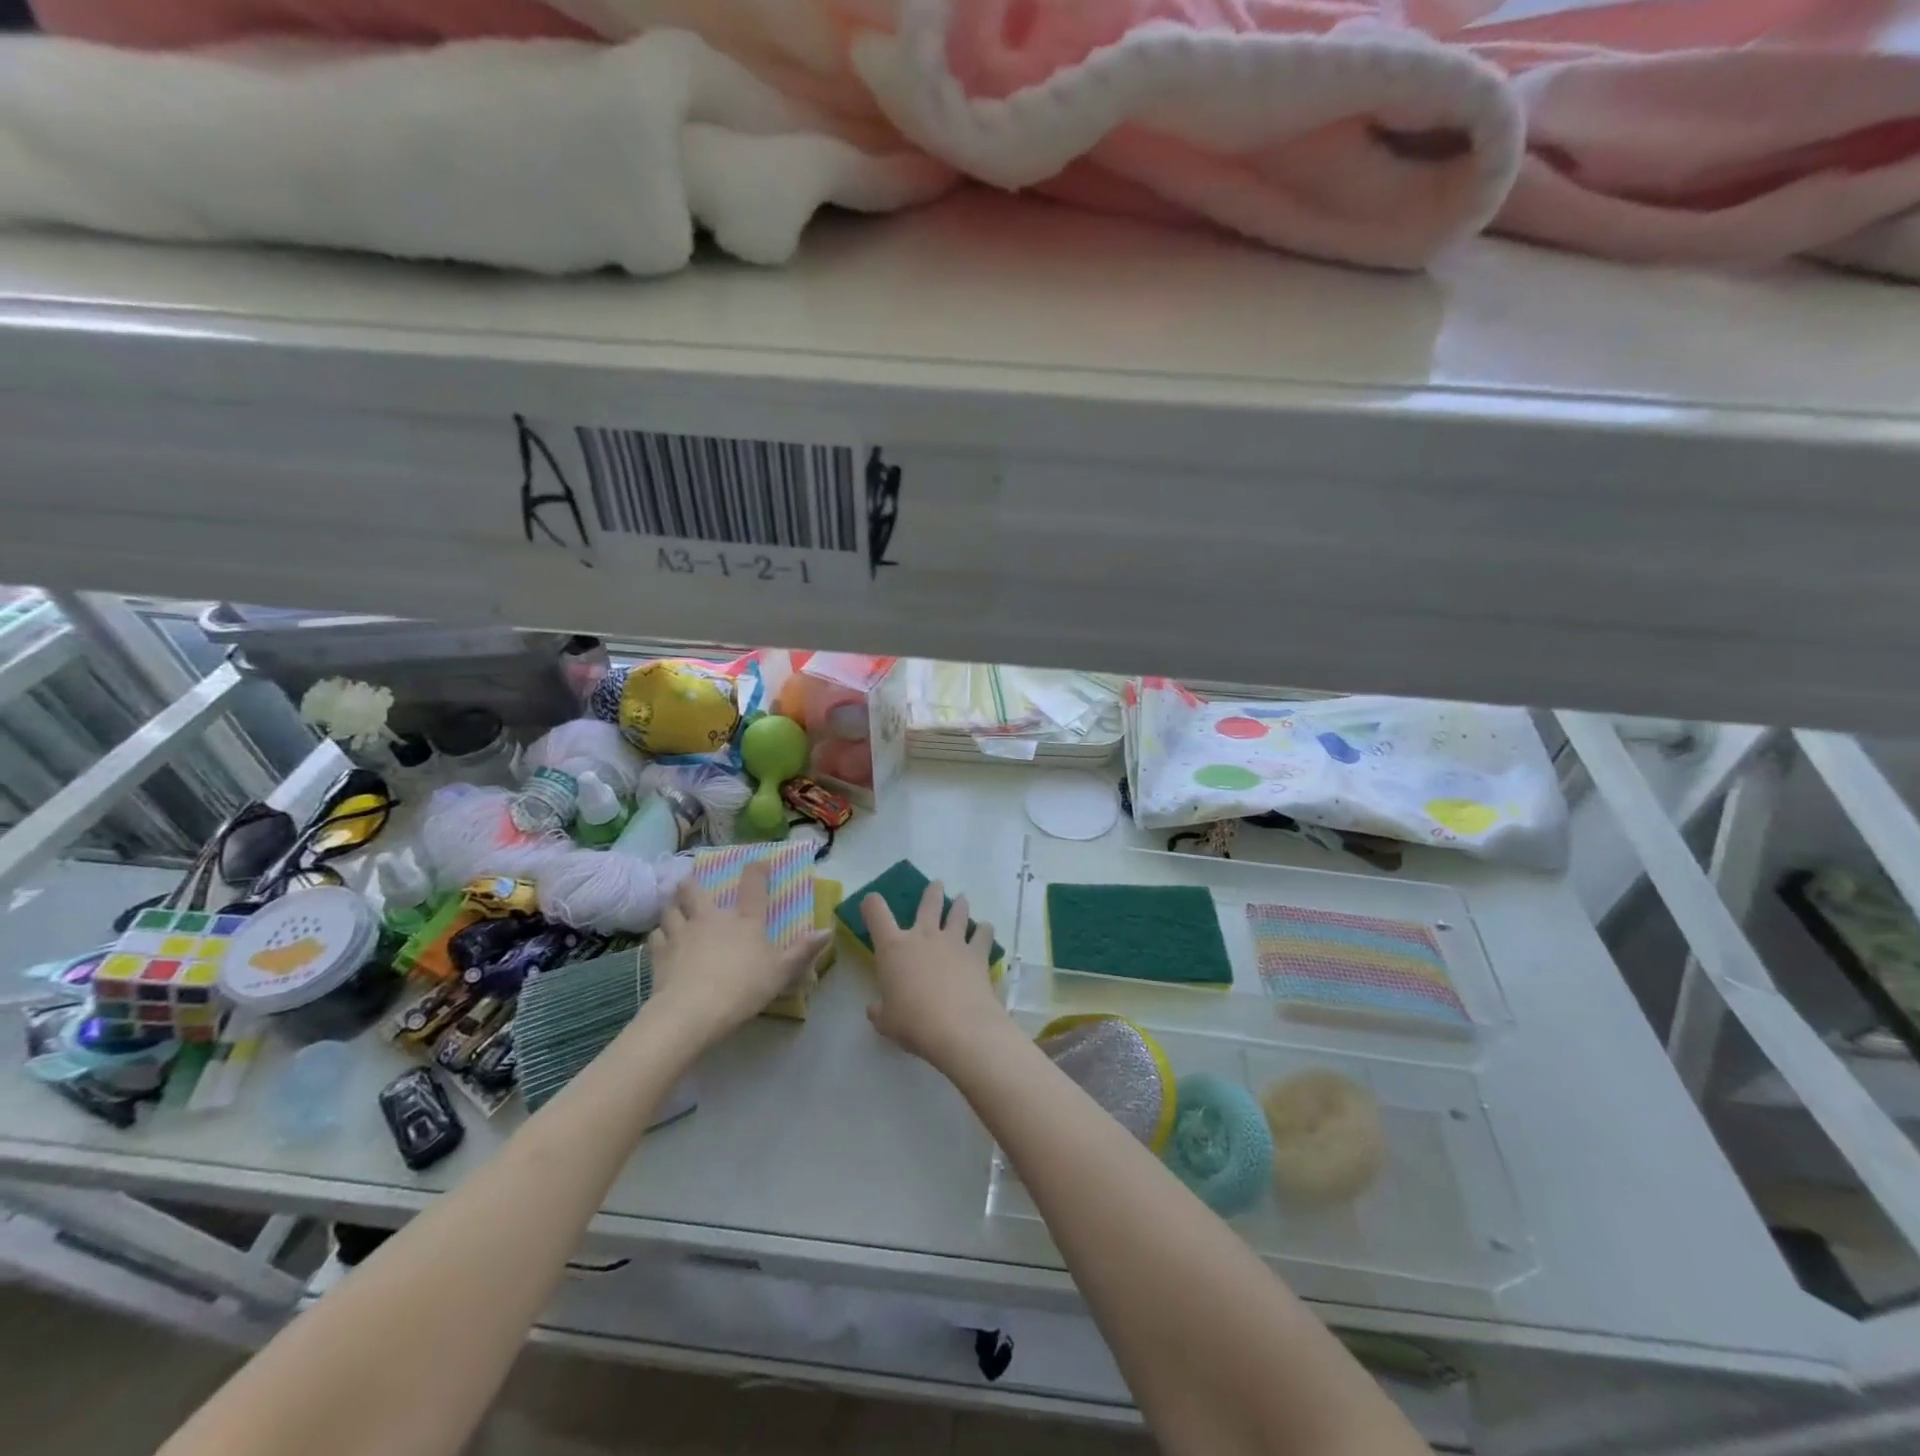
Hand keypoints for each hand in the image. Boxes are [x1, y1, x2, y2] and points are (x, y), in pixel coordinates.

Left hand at [647, 864, 828, 1046]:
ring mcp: (681, 933)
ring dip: (672, 907)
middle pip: (694, 890)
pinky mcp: (659, 954)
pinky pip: (655, 936)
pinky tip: (662, 941)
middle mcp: (711, 918)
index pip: (753, 886)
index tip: (757, 862)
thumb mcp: (781, 972)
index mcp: (744, 921)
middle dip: (691, 883)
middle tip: (690, 883)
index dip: (756, 871)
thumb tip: (827, 931)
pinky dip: (659, 935)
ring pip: (670, 909)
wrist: (692, 1012)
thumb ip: (802, 951)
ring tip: (674, 910)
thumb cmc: (743, 988)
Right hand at [862, 880, 1007, 1066]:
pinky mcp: (977, 953)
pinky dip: (984, 931)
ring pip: (958, 913)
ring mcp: (953, 942)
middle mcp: (923, 936)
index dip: (871, 904)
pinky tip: (986, 930)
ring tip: (962, 899)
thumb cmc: (913, 1023)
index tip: (871, 901)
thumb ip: (879, 1011)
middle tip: (937, 885)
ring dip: (960, 904)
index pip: (877, 913)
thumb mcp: (886, 1021)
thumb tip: (874, 1009)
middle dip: (932, 892)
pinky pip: (983, 935)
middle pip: (928, 903)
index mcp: (894, 948)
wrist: (958, 1027)